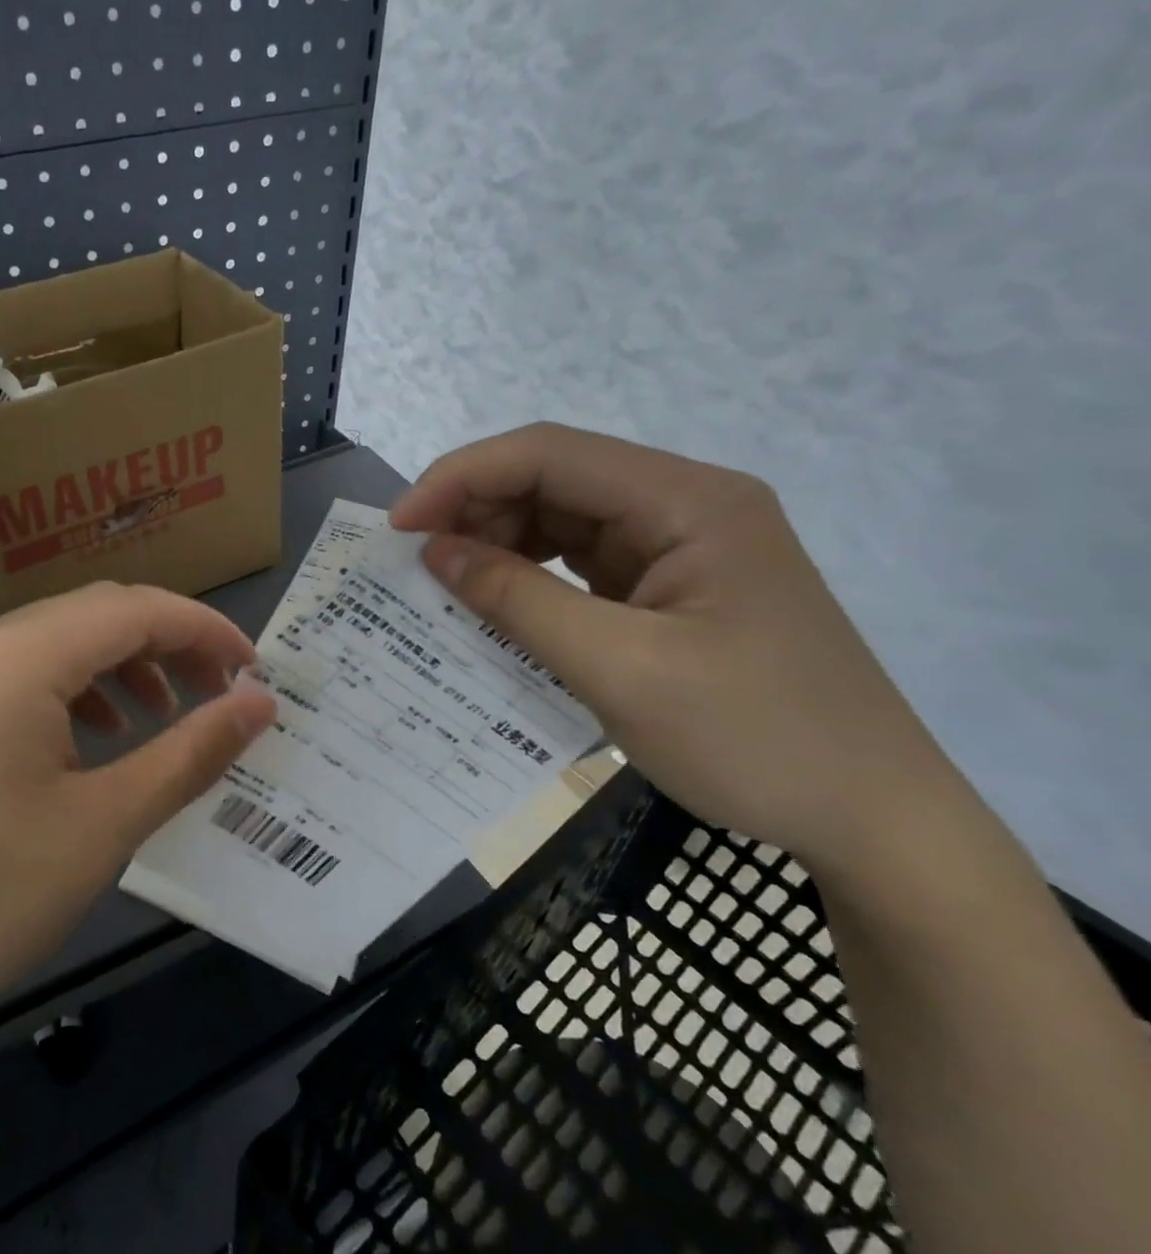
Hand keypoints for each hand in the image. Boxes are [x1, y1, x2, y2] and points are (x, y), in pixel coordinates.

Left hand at [0, 582, 276, 1060]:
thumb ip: (191, 751)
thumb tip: (259, 704)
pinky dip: (80, 691)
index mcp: (20, 654)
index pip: (135, 609)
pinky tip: (101, 738)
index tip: (256, 671)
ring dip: (126, 666)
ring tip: (167, 716)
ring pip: (63, 642)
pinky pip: (27, 675)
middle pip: (98, 614)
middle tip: (221, 696)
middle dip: (169, 645)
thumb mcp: (105, 823)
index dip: (205, 631)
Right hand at [390, 424, 956, 874]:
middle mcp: (684, 505)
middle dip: (475, 509)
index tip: (401, 526)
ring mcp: (679, 545)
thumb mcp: (620, 670)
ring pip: (560, 516)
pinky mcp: (669, 586)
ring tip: (447, 583)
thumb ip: (518, 600)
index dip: (462, 477)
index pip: (550, 453)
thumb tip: (433, 551)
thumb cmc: (757, 741)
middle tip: (416, 561)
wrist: (877, 825)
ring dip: (497, 541)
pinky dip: (528, 575)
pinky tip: (496, 603)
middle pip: (553, 477)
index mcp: (688, 501)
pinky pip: (578, 560)